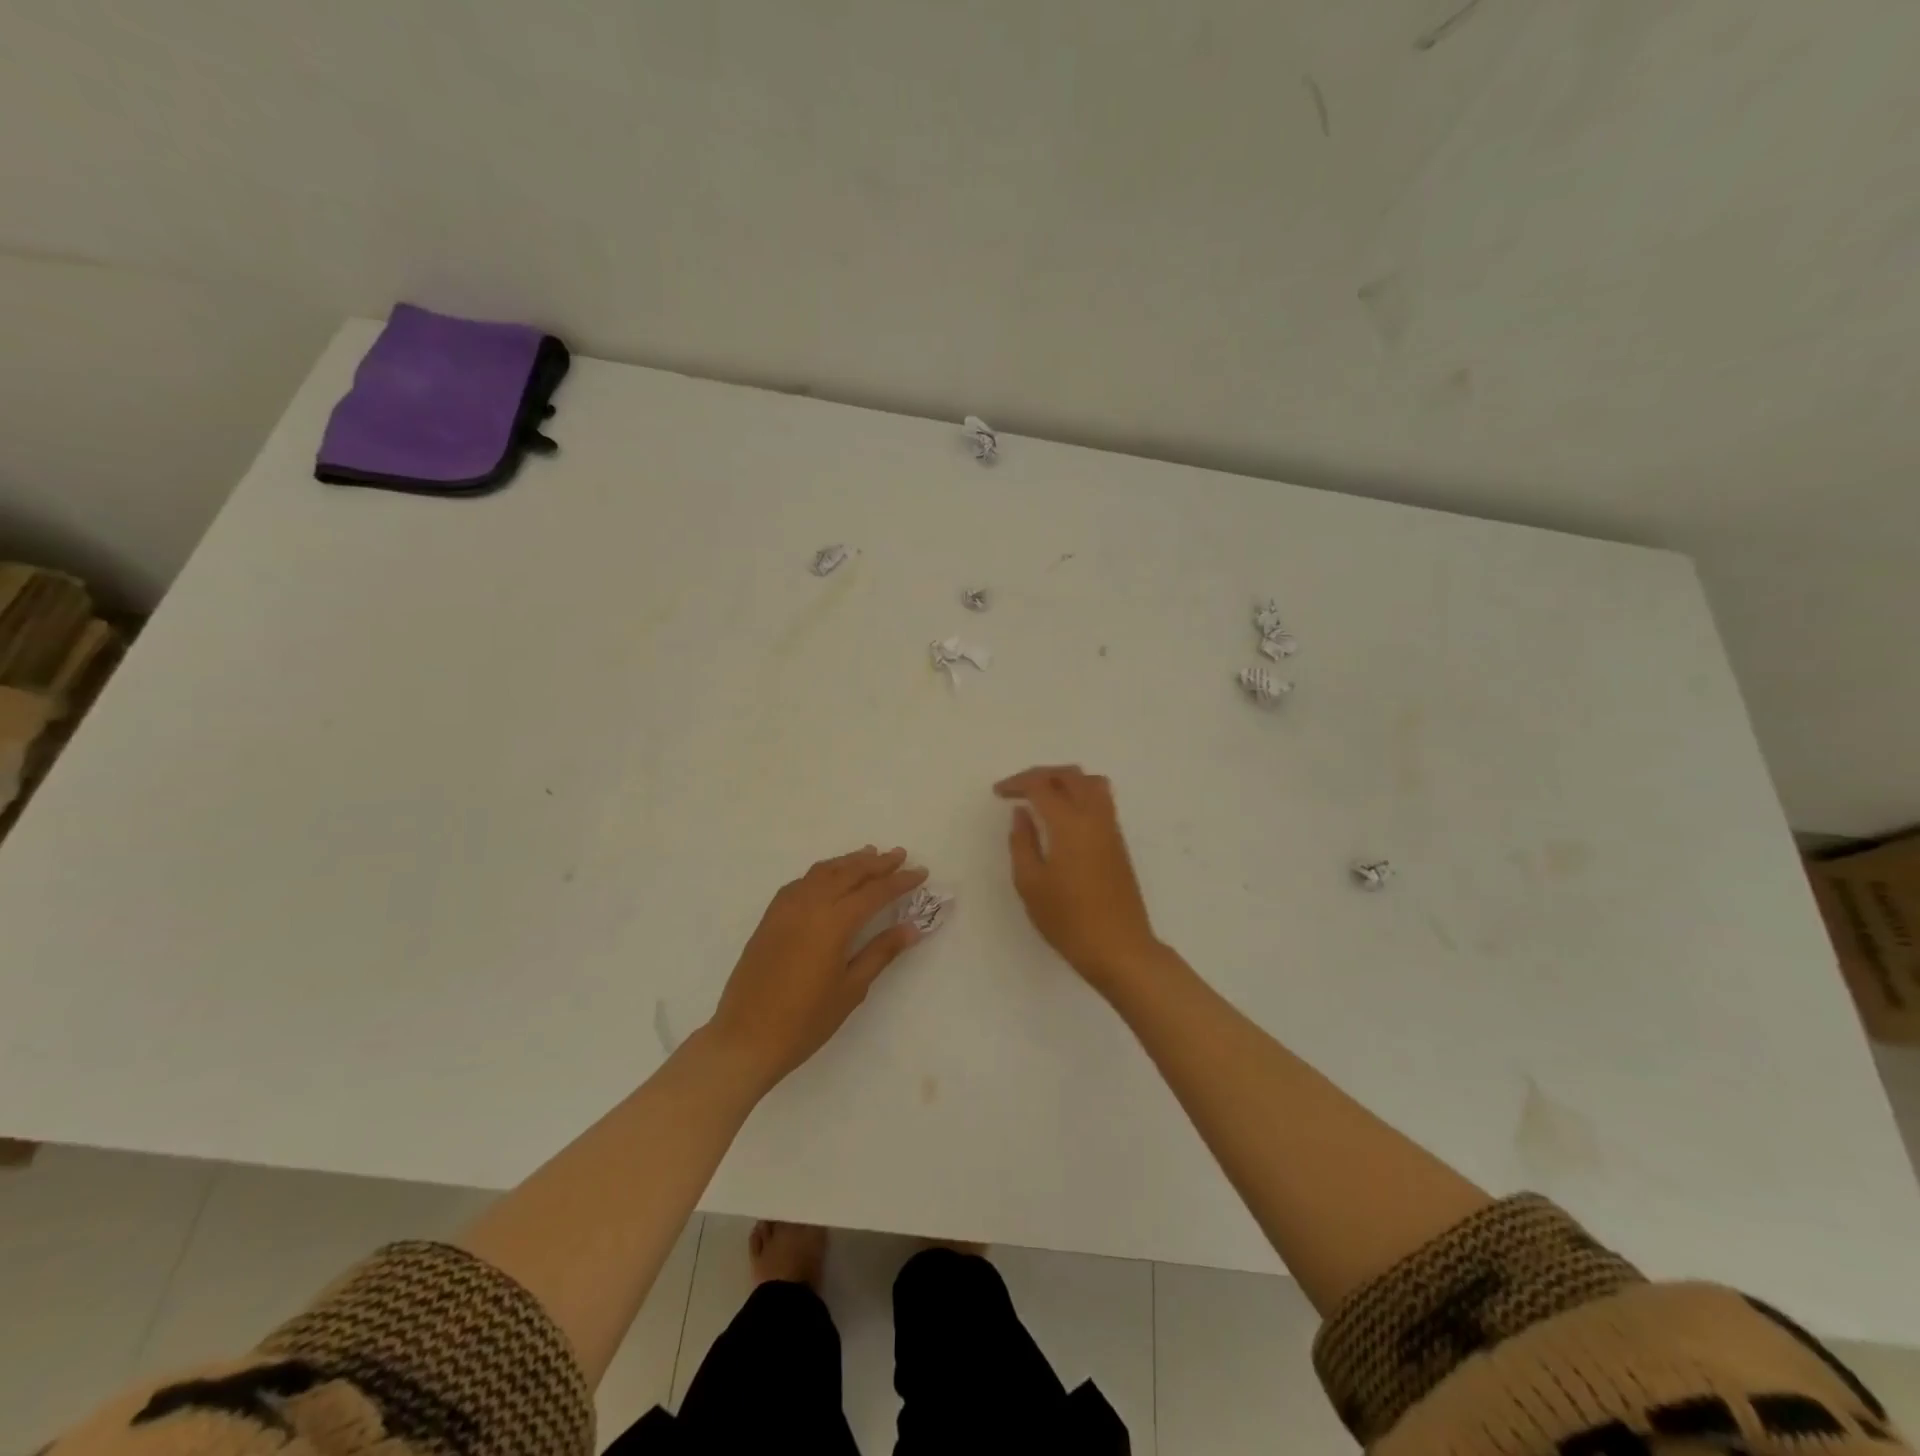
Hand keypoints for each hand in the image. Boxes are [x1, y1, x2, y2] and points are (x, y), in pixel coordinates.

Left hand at [709, 846, 927, 1091]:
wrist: (746, 1038)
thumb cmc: (805, 1020)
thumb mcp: (851, 989)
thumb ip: (881, 952)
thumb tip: (912, 927)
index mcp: (834, 922)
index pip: (875, 892)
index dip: (900, 881)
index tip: (921, 872)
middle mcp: (810, 905)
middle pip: (849, 872)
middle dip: (877, 863)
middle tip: (899, 855)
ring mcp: (786, 908)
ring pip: (823, 872)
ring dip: (849, 862)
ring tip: (870, 856)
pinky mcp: (770, 917)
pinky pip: (801, 882)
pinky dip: (822, 873)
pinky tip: (830, 878)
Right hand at [994, 766, 1160, 991]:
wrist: (1119, 947)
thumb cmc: (1068, 919)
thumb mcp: (1030, 883)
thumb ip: (1022, 842)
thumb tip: (1022, 813)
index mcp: (1069, 823)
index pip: (1042, 785)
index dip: (1017, 783)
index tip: (999, 793)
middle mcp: (1094, 817)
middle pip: (1070, 775)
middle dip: (1042, 775)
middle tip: (1018, 789)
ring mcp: (1111, 829)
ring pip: (1091, 783)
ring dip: (1065, 781)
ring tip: (1043, 797)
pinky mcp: (1119, 843)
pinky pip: (1101, 801)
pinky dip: (1080, 794)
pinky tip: (1063, 817)